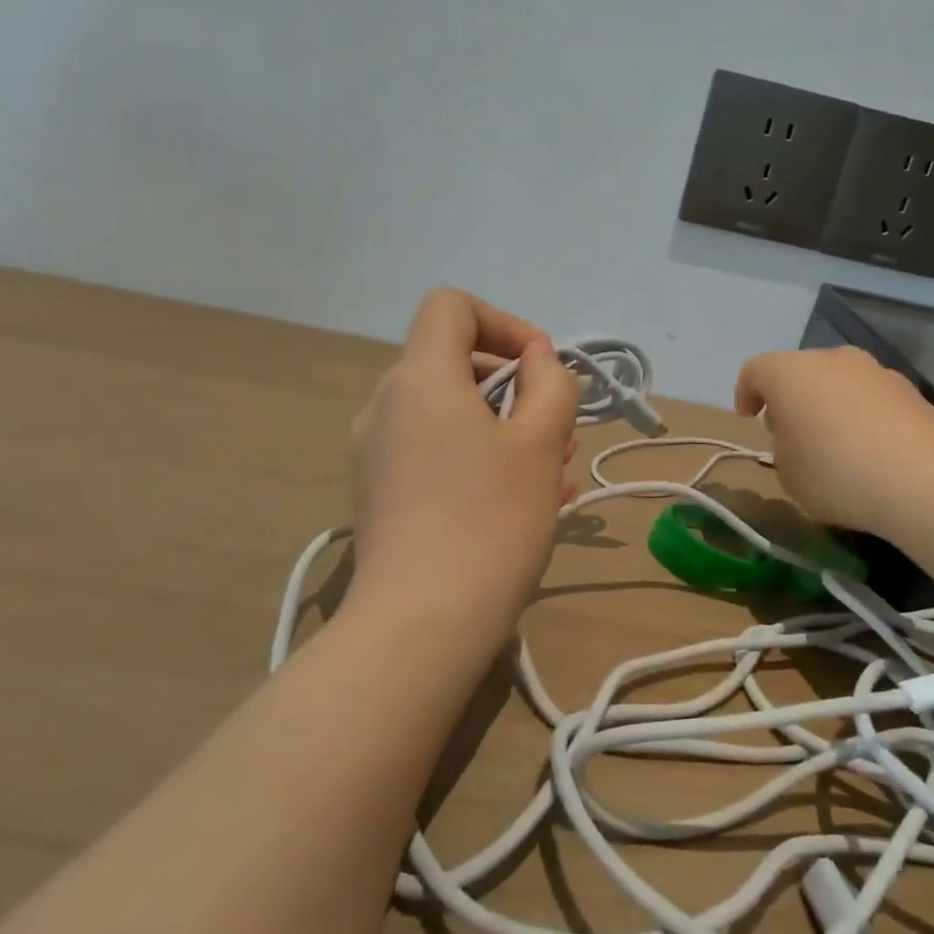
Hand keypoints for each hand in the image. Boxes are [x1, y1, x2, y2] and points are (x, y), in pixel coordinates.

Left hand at [349, 289, 578, 629]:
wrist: (420, 626)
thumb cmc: (490, 521)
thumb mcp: (540, 443)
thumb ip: (549, 383)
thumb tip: (535, 360)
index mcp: (419, 378)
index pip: (451, 307)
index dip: (503, 322)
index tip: (540, 367)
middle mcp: (386, 404)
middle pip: (451, 361)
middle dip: (512, 382)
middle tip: (557, 426)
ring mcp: (376, 452)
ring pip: (448, 413)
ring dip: (503, 425)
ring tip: (554, 469)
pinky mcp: (379, 493)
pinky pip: (434, 452)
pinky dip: (477, 456)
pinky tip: (521, 500)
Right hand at [734, 346, 933, 538]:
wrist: (925, 483)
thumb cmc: (837, 475)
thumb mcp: (787, 474)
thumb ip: (782, 447)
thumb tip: (800, 437)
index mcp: (791, 373)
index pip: (755, 371)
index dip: (746, 394)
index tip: (750, 420)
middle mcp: (832, 359)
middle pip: (799, 371)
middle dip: (790, 399)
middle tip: (791, 435)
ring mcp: (875, 370)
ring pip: (838, 381)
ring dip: (828, 405)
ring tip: (835, 445)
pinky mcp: (910, 389)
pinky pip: (870, 397)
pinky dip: (862, 415)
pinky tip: (870, 450)